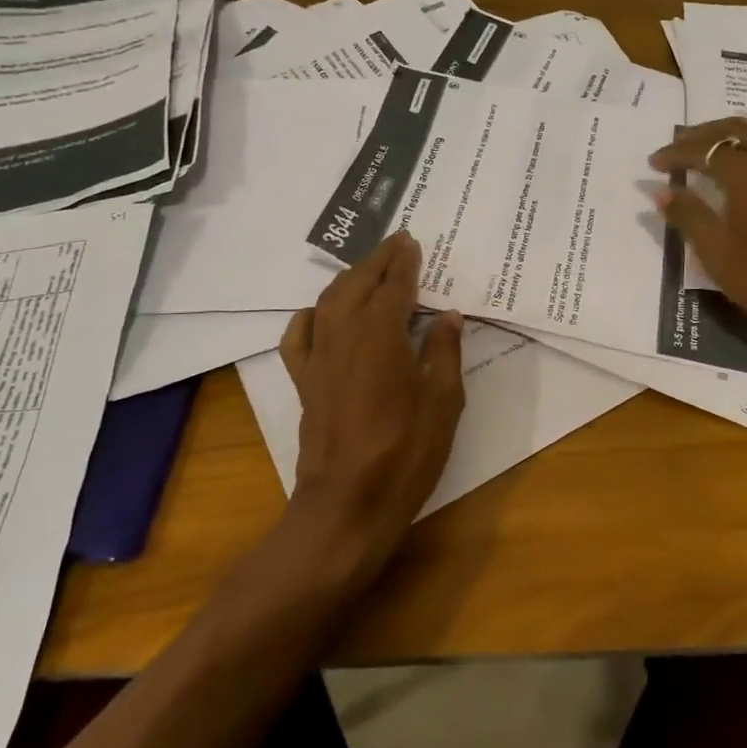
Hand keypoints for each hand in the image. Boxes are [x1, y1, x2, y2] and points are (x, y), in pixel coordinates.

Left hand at [280, 231, 465, 564]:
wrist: (348, 505)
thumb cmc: (406, 454)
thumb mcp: (443, 403)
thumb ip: (444, 353)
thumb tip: (448, 316)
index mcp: (382, 337)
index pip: (394, 287)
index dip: (405, 263)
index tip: (413, 242)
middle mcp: (344, 337)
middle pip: (358, 284)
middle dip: (377, 259)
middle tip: (396, 242)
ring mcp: (318, 359)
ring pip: (328, 302)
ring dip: (349, 278)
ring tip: (367, 268)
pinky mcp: (304, 382)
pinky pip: (299, 337)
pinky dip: (309, 316)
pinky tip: (320, 312)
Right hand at [650, 118, 746, 343]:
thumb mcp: (717, 252)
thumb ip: (689, 216)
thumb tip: (661, 192)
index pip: (703, 150)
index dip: (675, 154)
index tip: (652, 164)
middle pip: (734, 129)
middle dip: (702, 134)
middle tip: (678, 144)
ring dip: (731, 138)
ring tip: (710, 152)